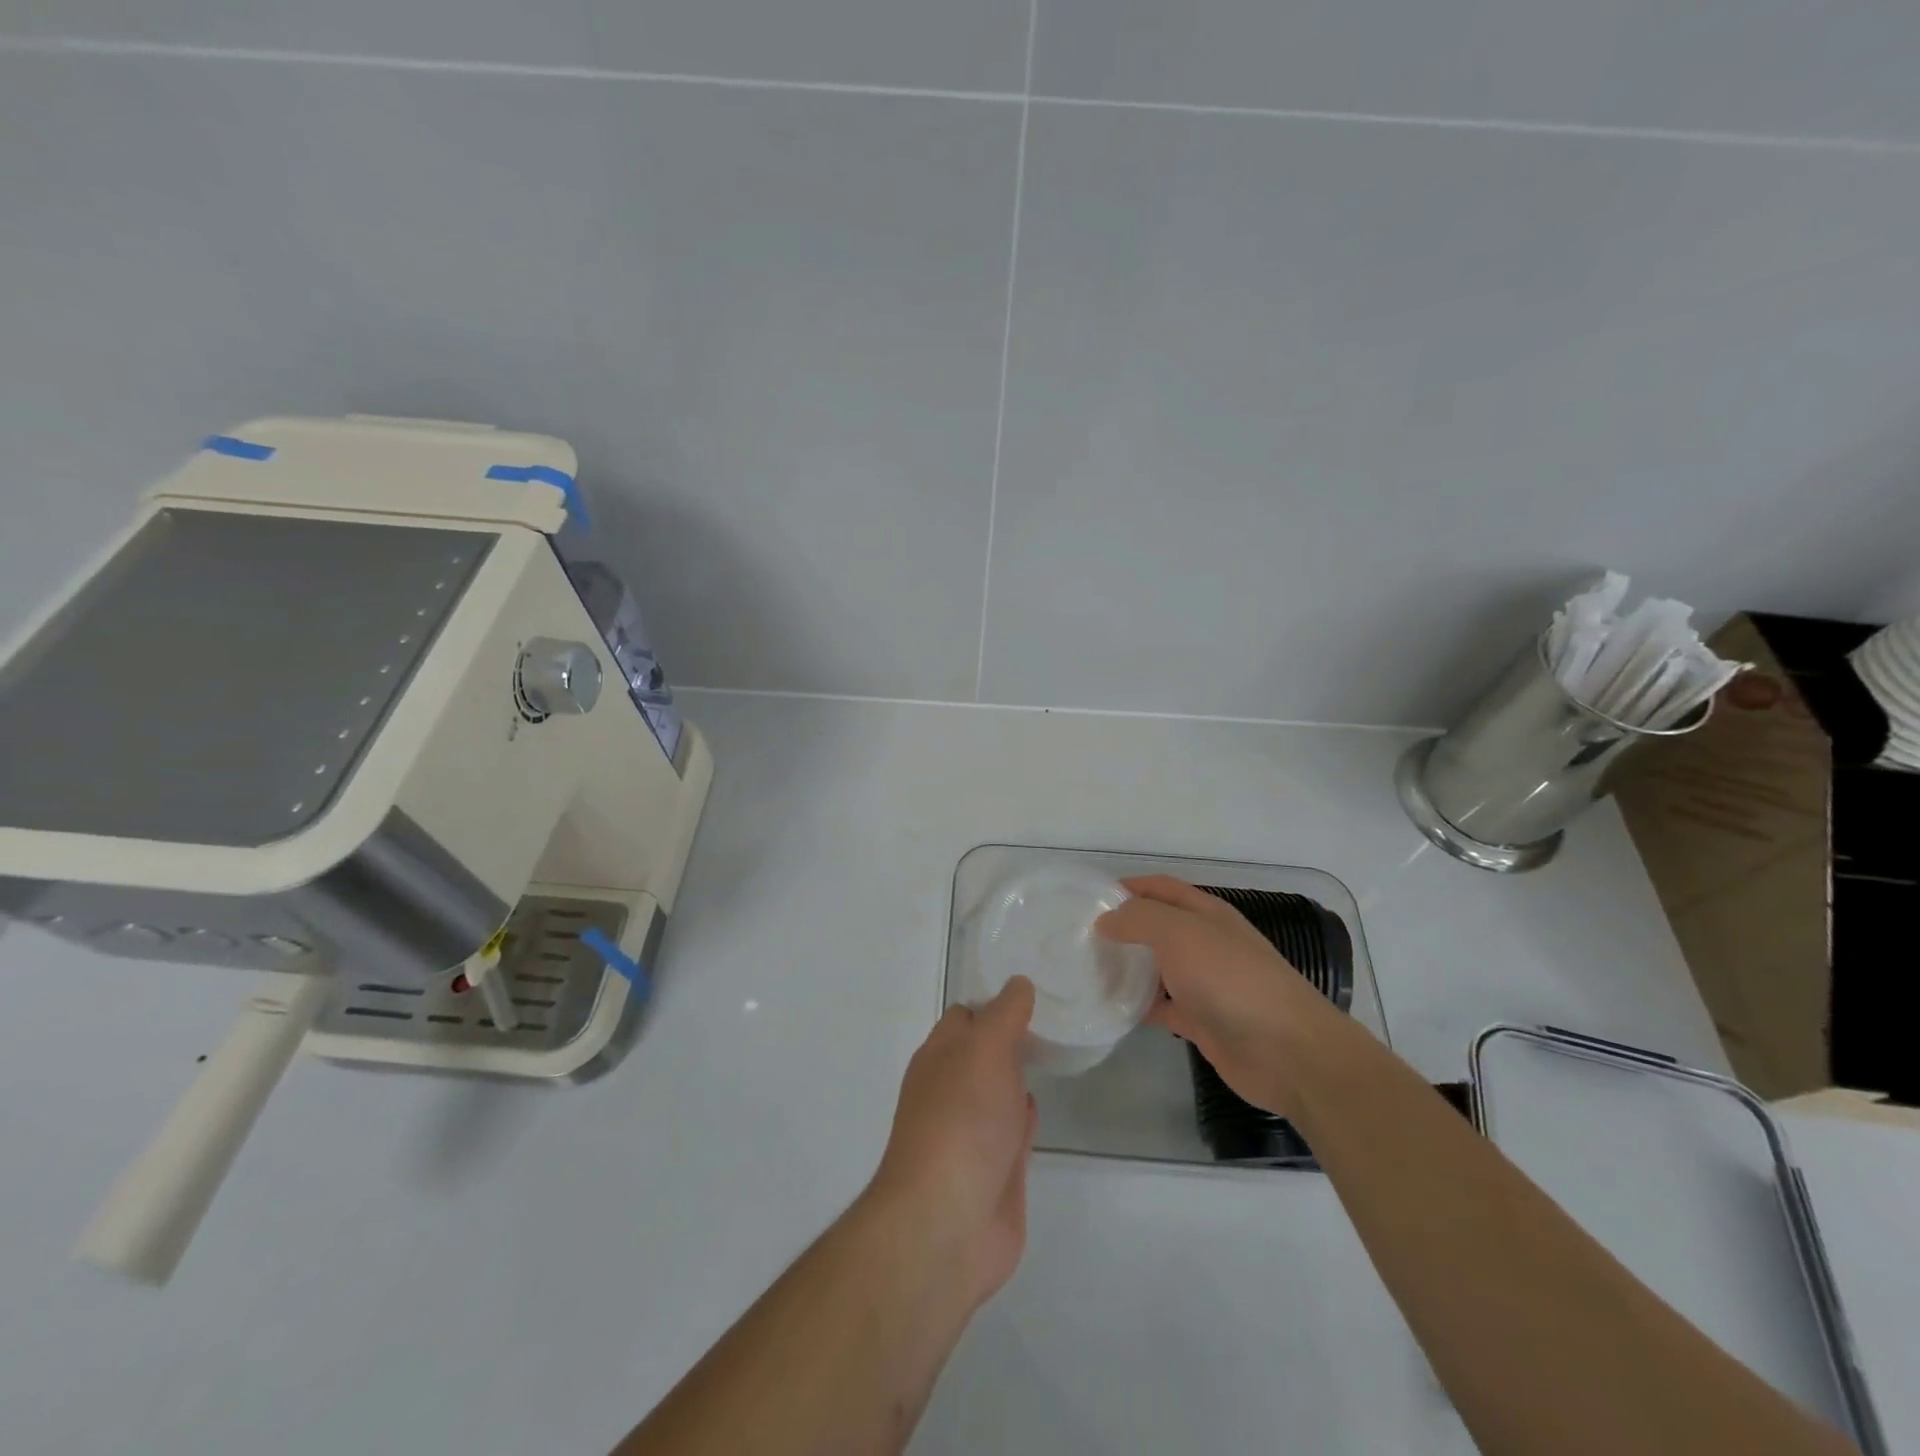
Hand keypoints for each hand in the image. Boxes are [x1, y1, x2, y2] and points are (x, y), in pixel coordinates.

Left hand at [866, 977, 1038, 1309]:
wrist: (948, 1224)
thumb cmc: (961, 1121)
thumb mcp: (984, 1049)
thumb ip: (1004, 1014)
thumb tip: (1018, 983)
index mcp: (939, 1056)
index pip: (967, 1016)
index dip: (996, 1001)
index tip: (1036, 988)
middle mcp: (952, 1089)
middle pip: (983, 1052)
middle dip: (1011, 1036)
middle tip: (1056, 1015)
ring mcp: (973, 1132)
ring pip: (998, 1090)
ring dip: (1018, 1074)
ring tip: (1055, 1050)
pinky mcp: (996, 1170)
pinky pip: (1012, 1130)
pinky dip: (1024, 1114)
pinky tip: (1041, 1103)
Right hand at [1095, 875, 1347, 1117]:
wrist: (1286, 1051)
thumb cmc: (1231, 979)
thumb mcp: (1180, 934)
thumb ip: (1139, 919)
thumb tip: (1106, 920)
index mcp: (1205, 913)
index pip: (1160, 888)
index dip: (1128, 887)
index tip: (1089, 899)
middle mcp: (1205, 943)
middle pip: (1157, 927)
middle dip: (1122, 928)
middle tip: (1079, 936)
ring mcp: (1204, 983)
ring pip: (1156, 967)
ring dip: (1126, 967)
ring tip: (1086, 970)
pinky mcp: (1201, 1020)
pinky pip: (1161, 1006)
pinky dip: (1137, 1006)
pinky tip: (1110, 1008)